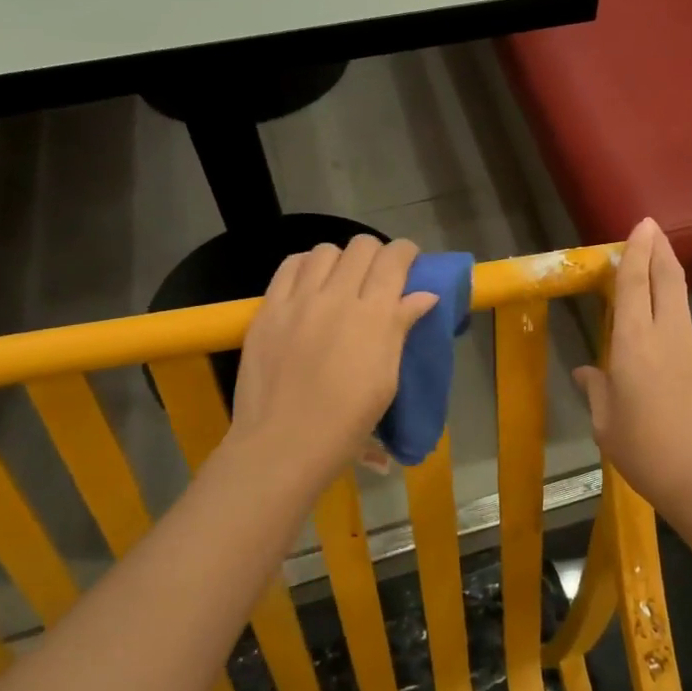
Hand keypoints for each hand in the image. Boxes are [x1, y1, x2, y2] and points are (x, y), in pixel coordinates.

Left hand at [229, 236, 437, 490]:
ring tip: (341, 282)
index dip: (406, 252)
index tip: (410, 263)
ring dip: (341, 260)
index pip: (394, 259)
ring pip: (325, 250)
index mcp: (374, 315)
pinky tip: (310, 284)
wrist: (284, 443)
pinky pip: (290, 266)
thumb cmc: (347, 421)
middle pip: (362, 247)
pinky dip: (307, 266)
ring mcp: (298, 300)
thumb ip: (401, 328)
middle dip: (377, 255)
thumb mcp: (386, 378)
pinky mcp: (268, 308)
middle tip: (378, 278)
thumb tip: (423, 296)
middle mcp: (337, 296)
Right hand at [574, 219, 691, 519]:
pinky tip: (658, 349)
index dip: (637, 252)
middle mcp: (670, 338)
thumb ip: (597, 391)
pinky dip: (671, 324)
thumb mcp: (607, 426)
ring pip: (681, 306)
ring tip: (651, 280)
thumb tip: (588, 372)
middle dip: (661, 251)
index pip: (636, 285)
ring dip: (668, 284)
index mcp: (635, 345)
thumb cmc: (648, 453)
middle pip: (670, 281)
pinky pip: (686, 337)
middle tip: (653, 229)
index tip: (642, 226)